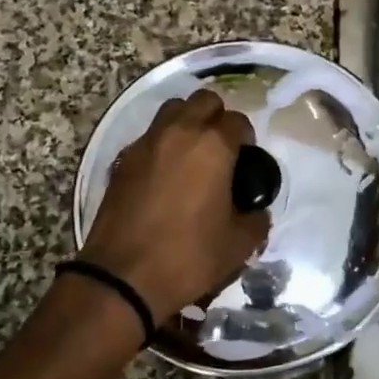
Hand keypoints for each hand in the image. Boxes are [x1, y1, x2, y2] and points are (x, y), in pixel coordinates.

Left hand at [79, 89, 268, 325]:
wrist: (122, 277)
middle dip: (217, 117)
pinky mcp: (122, 160)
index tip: (247, 160)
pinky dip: (162, 144)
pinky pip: (149, 136)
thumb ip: (256, 221)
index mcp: (213, 146)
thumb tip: (256, 213)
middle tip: (222, 149)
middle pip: (203, 101)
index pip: (238, 121)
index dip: (246, 138)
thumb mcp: (238, 245)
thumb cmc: (188, 257)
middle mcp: (179, 132)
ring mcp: (146, 143)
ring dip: (187, 122)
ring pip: (172, 110)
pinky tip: (165, 175)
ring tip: (193, 154)